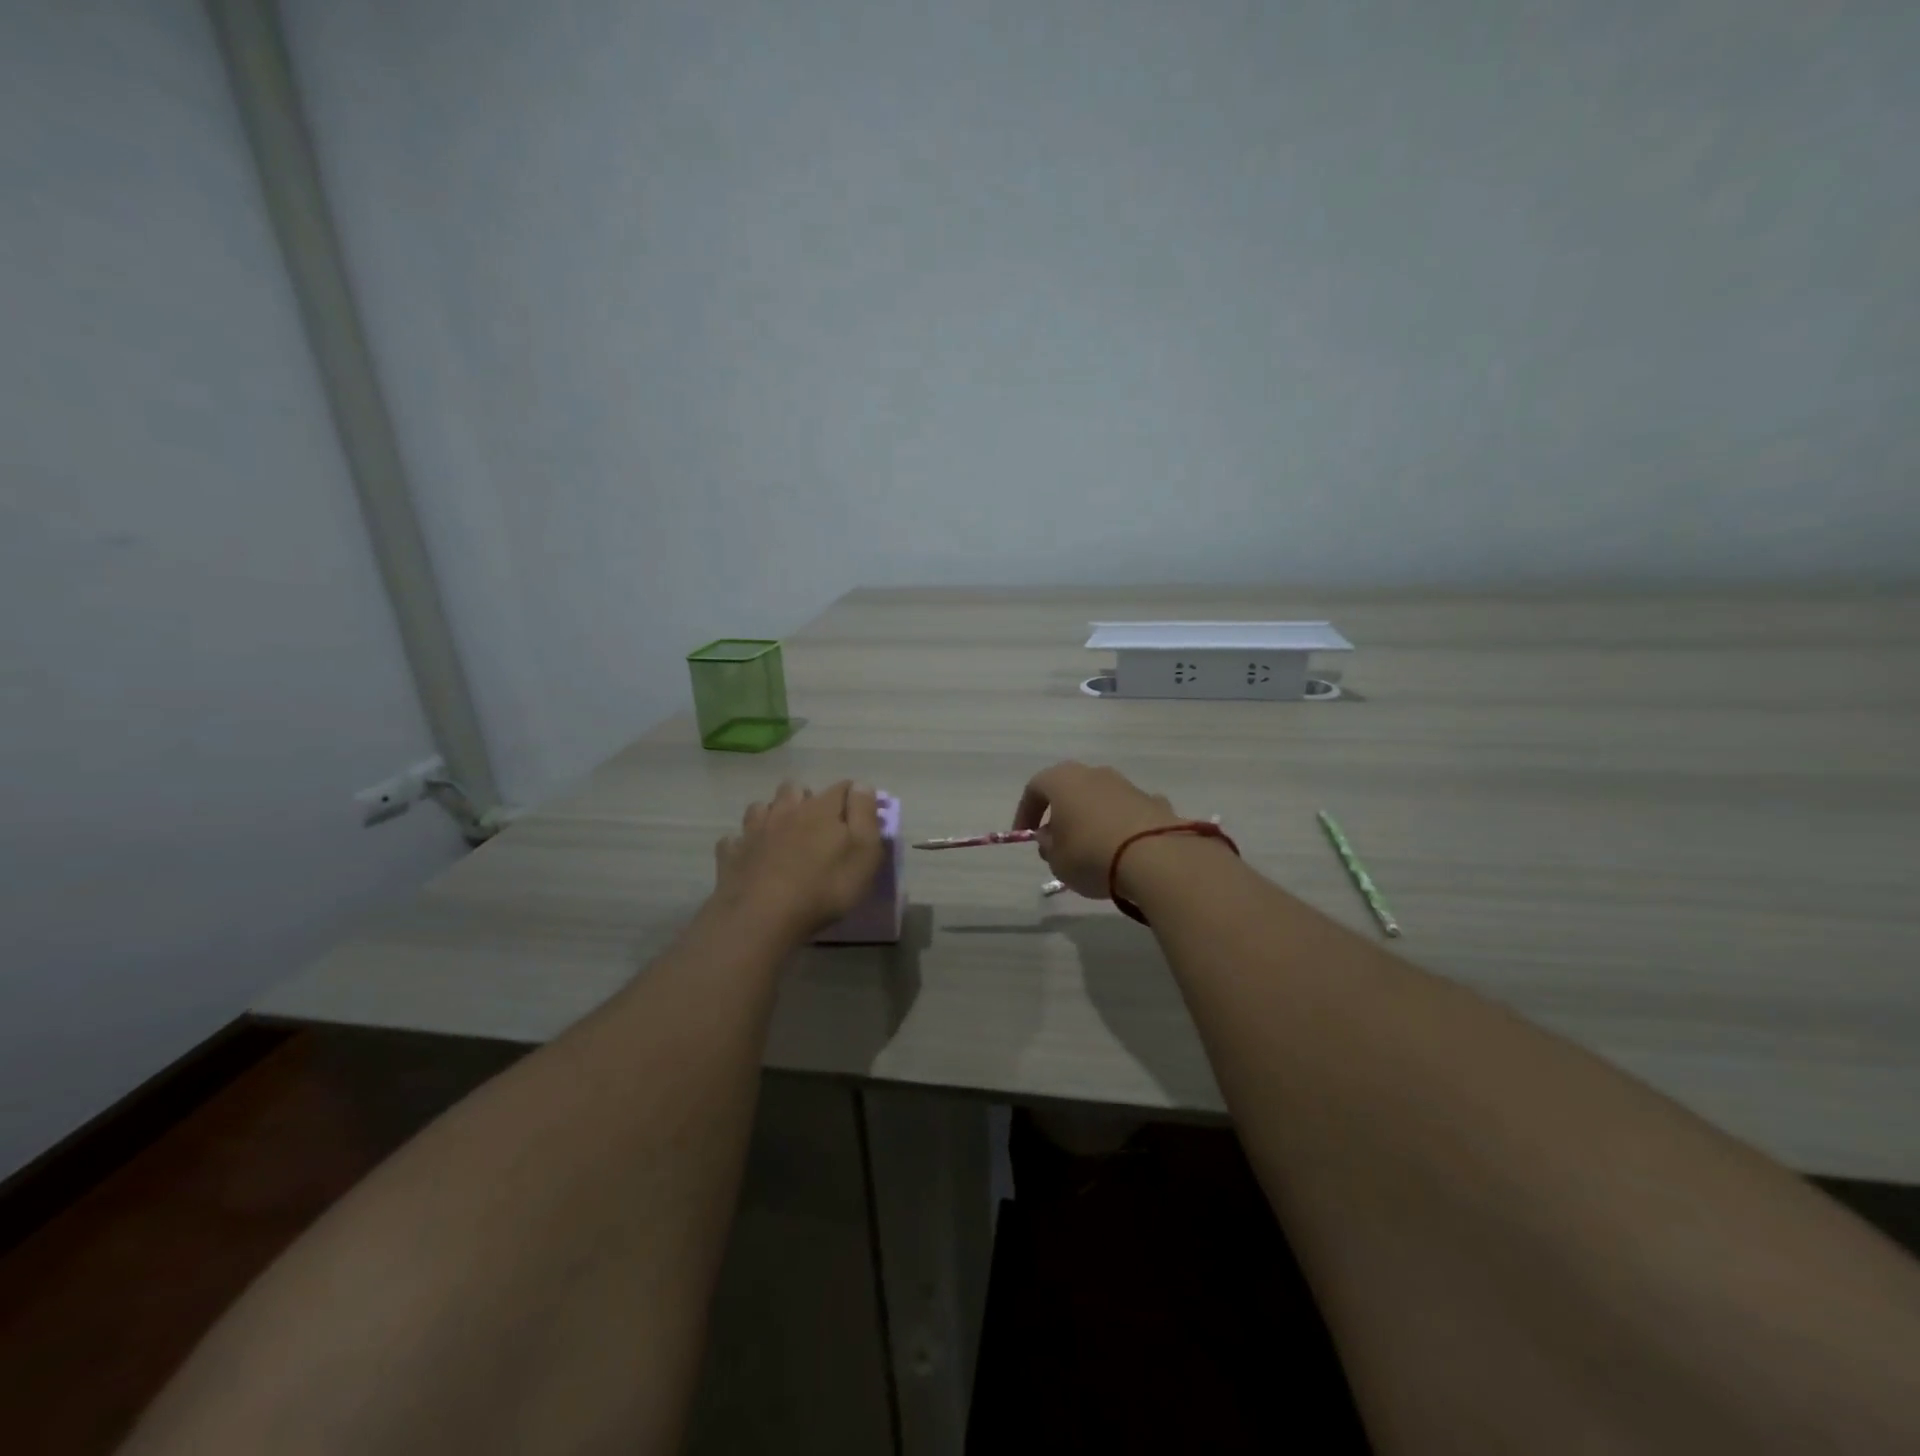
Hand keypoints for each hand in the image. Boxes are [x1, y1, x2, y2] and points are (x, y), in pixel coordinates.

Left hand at [713, 780, 884, 939]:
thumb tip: (862, 785)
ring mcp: (754, 831)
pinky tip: (750, 856)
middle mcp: (785, 810)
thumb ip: (865, 815)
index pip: (843, 787)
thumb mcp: (864, 852)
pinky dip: (743, 843)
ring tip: (781, 834)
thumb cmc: (824, 887)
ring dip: (772, 814)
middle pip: (794, 789)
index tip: (860, 813)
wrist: (763, 917)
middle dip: (806, 798)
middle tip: (816, 824)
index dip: (854, 796)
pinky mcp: (731, 855)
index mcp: (821, 809)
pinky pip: (734, 840)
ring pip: (761, 807)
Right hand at [1012, 761, 1188, 899]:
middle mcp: (1095, 774)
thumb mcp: (1057, 860)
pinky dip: (1123, 826)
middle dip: (1062, 813)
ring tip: (1093, 849)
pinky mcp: (1154, 802)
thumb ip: (1049, 846)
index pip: (1035, 788)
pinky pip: (1129, 812)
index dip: (1026, 812)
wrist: (1156, 858)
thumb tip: (1051, 838)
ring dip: (1093, 819)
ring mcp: (1128, 785)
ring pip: (1101, 799)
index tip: (1026, 836)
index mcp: (1064, 780)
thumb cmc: (1091, 855)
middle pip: (1071, 789)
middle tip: (1058, 841)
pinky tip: (1126, 850)